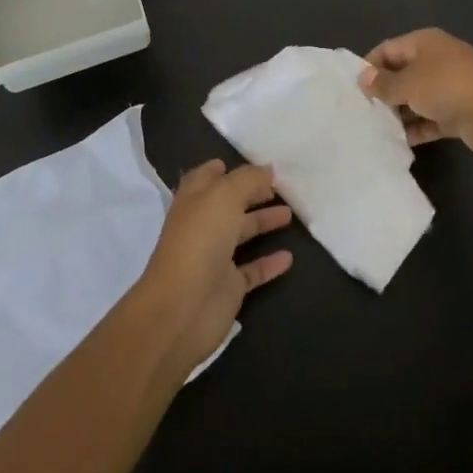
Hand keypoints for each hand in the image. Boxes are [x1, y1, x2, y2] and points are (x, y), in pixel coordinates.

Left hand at [134, 160, 292, 376]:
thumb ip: (248, 179)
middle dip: (251, 193)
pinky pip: (252, 270)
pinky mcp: (228, 287)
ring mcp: (214, 257)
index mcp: (194, 199)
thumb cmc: (200, 240)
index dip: (222, 169)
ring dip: (263, 222)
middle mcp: (203, 225)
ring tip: (290, 213)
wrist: (182, 308)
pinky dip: (269, 263)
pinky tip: (289, 257)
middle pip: (229, 204)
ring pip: (241, 234)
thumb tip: (268, 169)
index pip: (206, 177)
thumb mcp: (225, 196)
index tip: (248, 164)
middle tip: (279, 186)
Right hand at [359, 28, 472, 158]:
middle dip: (384, 91)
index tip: (354, 88)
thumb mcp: (408, 84)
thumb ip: (383, 83)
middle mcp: (438, 59)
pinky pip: (432, 116)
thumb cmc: (446, 88)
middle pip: (403, 72)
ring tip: (378, 128)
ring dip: (401, 111)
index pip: (388, 48)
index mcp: (425, 42)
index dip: (370, 66)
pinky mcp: (460, 110)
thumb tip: (363, 77)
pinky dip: (418, 126)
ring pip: (418, 96)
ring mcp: (452, 85)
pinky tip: (401, 141)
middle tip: (364, 110)